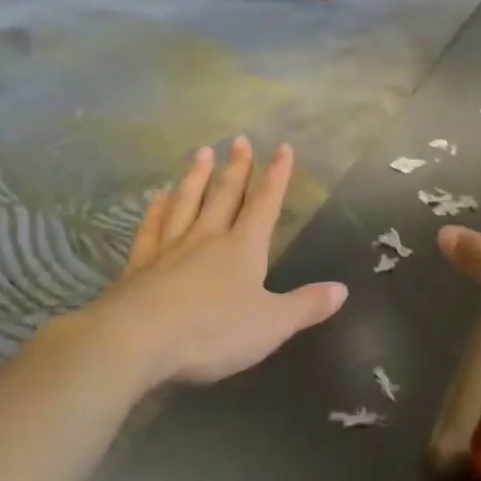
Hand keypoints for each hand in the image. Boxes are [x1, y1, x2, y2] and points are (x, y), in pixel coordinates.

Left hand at [83, 138, 347, 386]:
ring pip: (186, 203)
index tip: (282, 148)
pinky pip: (151, 230)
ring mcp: (170, 249)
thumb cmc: (213, 331)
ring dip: (195, 177)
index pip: (264, 205)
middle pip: (224, 195)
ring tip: (200, 152)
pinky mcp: (139, 267)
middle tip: (238, 139)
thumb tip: (342, 289)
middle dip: (236, 168)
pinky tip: (157, 198)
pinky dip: (155, 211)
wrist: (137, 341)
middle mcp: (207, 239)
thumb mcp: (272, 324)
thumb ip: (306, 306)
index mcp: (242, 249)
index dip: (276, 177)